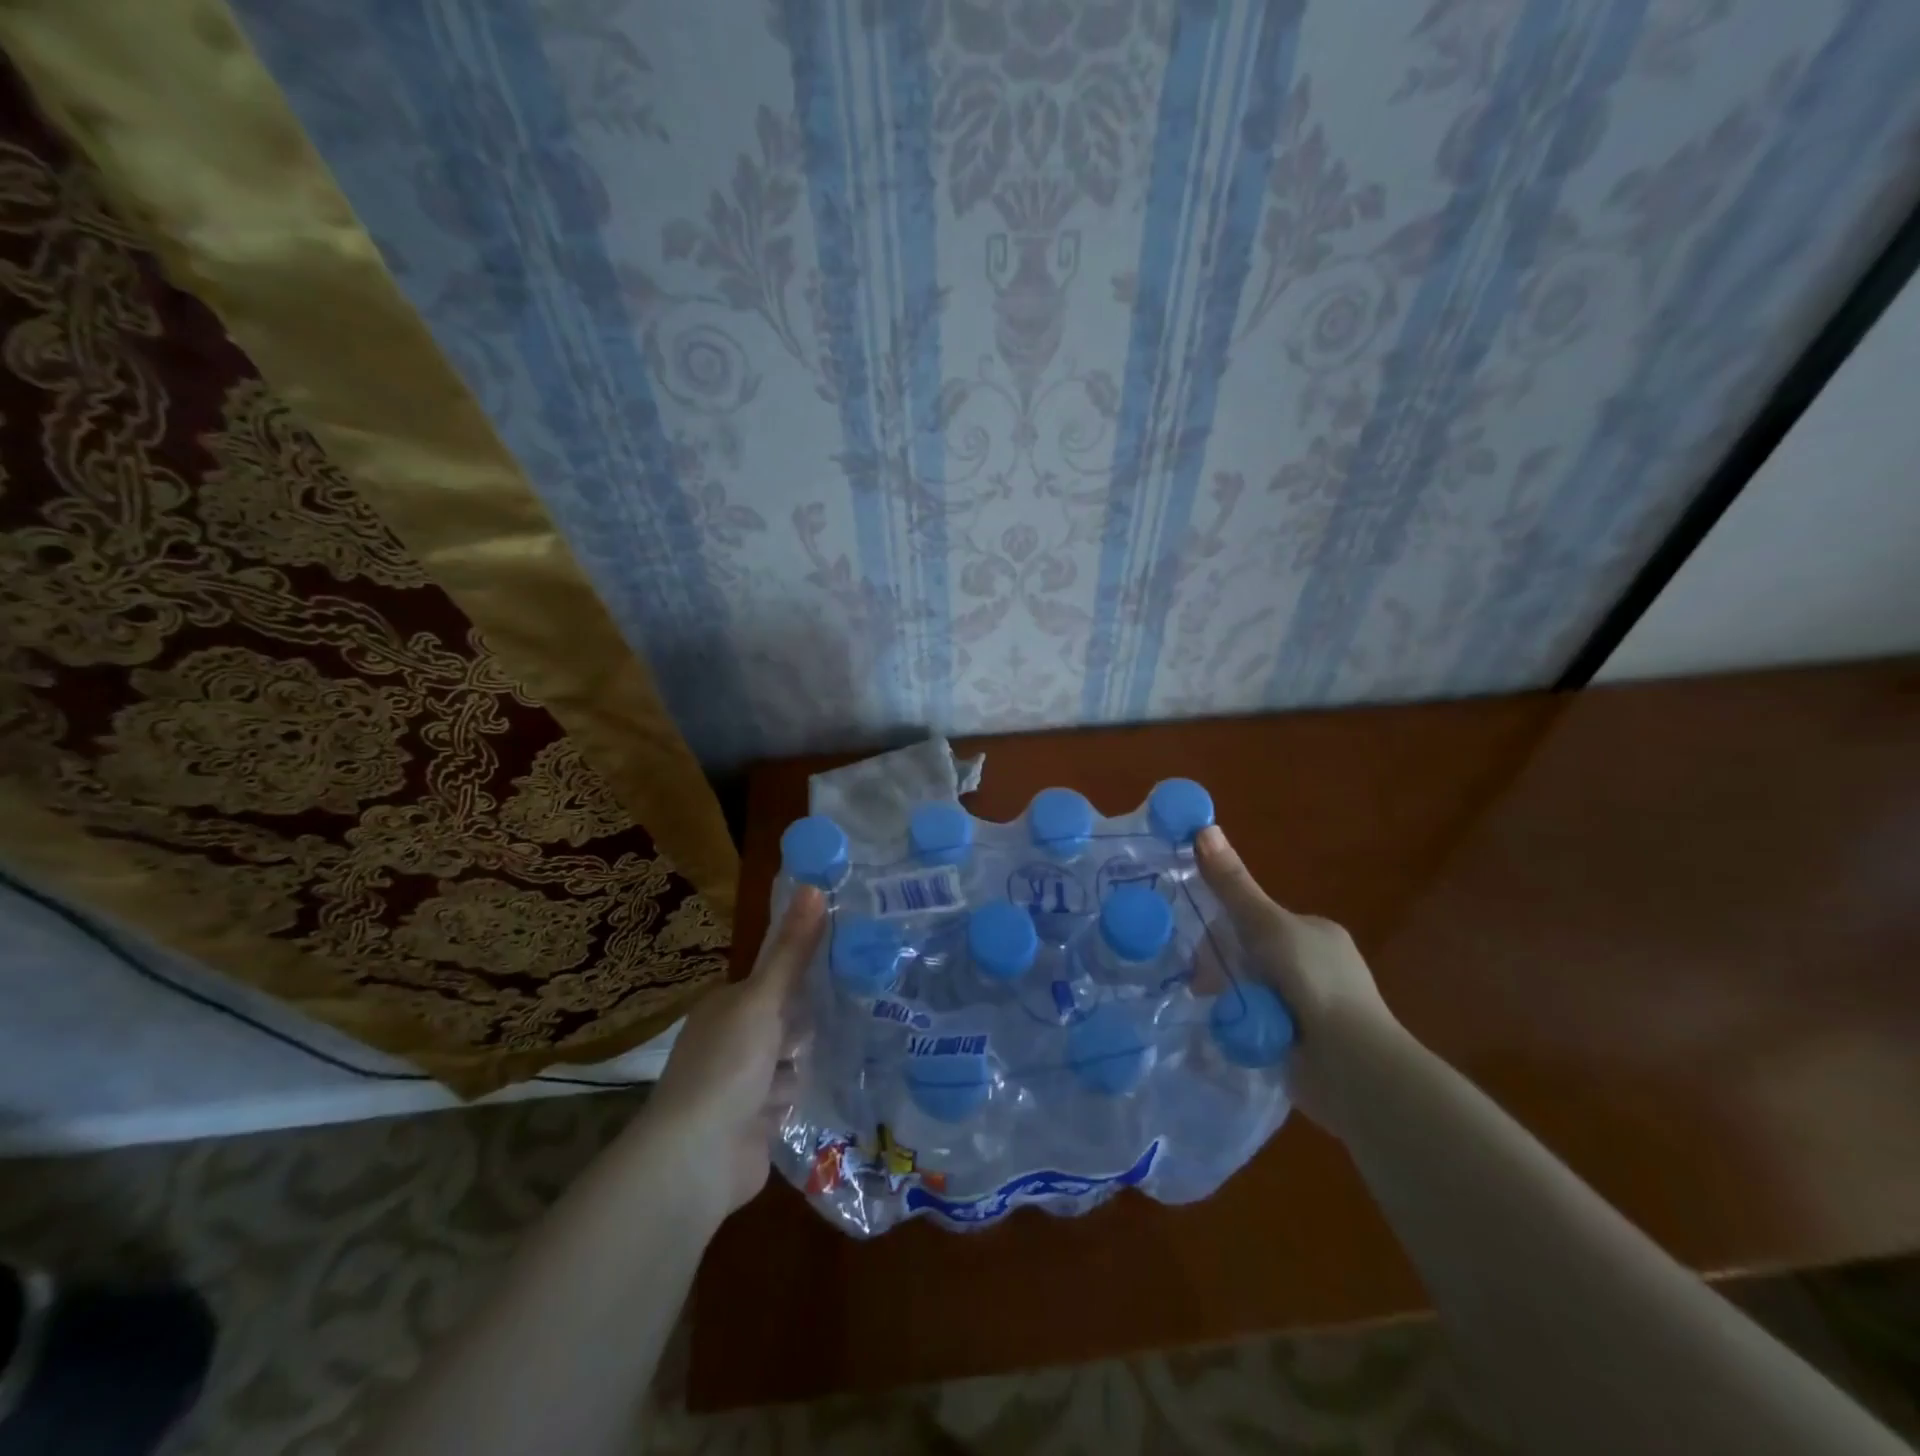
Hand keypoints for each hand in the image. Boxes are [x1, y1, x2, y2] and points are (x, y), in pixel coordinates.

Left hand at [641, 886, 825, 1221]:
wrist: (698, 1157)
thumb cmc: (728, 1064)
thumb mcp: (763, 999)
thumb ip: (792, 950)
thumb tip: (814, 887)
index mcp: (723, 1008)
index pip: (771, 981)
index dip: (802, 974)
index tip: (845, 965)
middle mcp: (728, 1042)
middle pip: (782, 1021)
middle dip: (807, 1023)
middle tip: (858, 1006)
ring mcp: (738, 1086)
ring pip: (789, 1061)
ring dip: (804, 1063)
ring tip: (848, 1049)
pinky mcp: (753, 1123)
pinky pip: (788, 1097)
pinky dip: (800, 1095)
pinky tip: (828, 1089)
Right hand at [1194, 825, 1404, 1127]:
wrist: (1352, 1066)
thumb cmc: (1313, 982)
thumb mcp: (1266, 925)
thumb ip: (1232, 885)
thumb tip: (1202, 827)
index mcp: (1316, 932)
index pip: (1258, 920)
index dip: (1227, 929)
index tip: (1202, 948)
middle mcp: (1317, 966)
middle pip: (1251, 956)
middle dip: (1226, 968)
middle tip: (1203, 984)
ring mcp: (1313, 1008)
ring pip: (1252, 991)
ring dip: (1233, 999)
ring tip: (1216, 1010)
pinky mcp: (1305, 1044)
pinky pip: (1259, 1024)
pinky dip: (1243, 1026)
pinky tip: (1228, 1033)